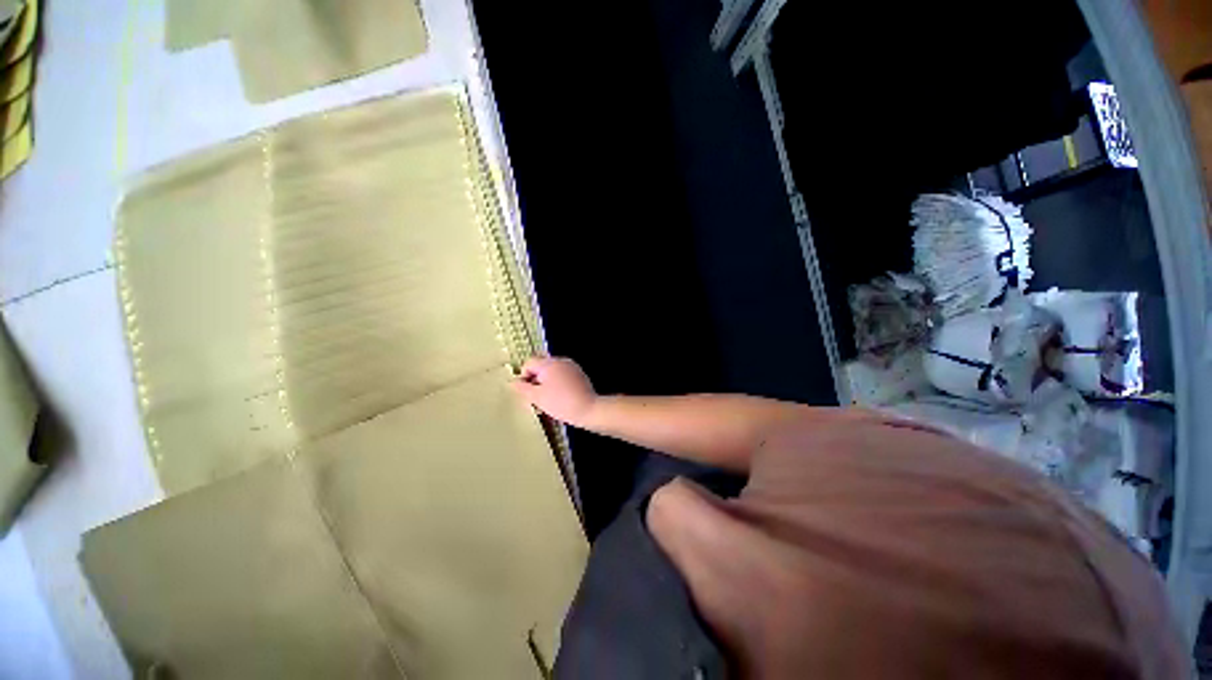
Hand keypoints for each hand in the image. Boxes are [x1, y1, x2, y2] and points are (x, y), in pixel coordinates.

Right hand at [512, 357, 599, 425]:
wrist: (588, 409)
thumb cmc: (560, 403)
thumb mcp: (537, 397)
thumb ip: (522, 388)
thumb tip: (513, 382)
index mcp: (549, 363)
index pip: (529, 363)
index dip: (523, 377)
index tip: (527, 392)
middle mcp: (561, 360)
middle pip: (541, 367)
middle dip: (535, 381)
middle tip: (536, 398)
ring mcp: (572, 367)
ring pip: (552, 372)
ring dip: (546, 384)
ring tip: (547, 401)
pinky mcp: (579, 375)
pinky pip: (563, 376)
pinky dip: (557, 384)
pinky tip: (559, 399)